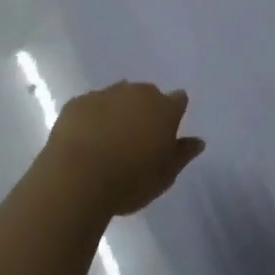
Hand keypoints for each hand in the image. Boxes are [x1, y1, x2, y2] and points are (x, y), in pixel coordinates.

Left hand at [46, 82, 205, 215]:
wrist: (76, 178)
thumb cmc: (129, 181)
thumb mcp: (165, 176)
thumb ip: (183, 155)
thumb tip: (198, 141)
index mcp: (164, 109)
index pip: (178, 100)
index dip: (173, 114)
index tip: (166, 132)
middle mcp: (137, 93)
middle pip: (147, 95)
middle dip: (144, 111)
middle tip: (136, 140)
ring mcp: (105, 94)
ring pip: (117, 97)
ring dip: (117, 112)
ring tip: (108, 141)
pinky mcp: (77, 102)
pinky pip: (90, 106)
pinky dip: (91, 118)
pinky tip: (85, 141)